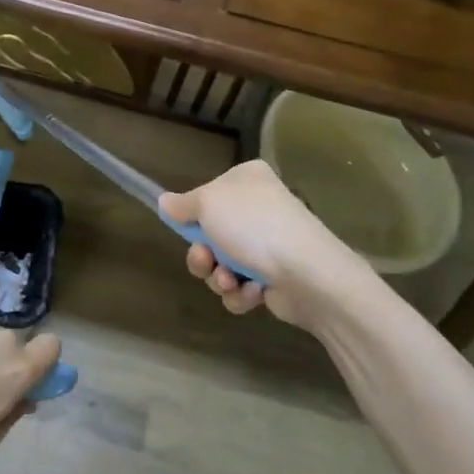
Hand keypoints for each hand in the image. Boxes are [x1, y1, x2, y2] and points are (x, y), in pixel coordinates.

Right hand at [160, 159, 369, 329]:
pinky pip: (241, 286)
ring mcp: (268, 244)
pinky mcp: (275, 277)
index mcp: (247, 181)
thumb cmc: (254, 227)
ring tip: (230, 281)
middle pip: (210, 234)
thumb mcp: (207, 204)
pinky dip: (241, 292)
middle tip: (205, 260)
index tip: (184, 227)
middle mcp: (259, 208)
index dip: (193, 215)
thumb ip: (182, 204)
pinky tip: (254, 292)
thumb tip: (165, 202)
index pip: (208, 194)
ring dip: (218, 277)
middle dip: (203, 255)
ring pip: (222, 264)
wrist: (308, 274)